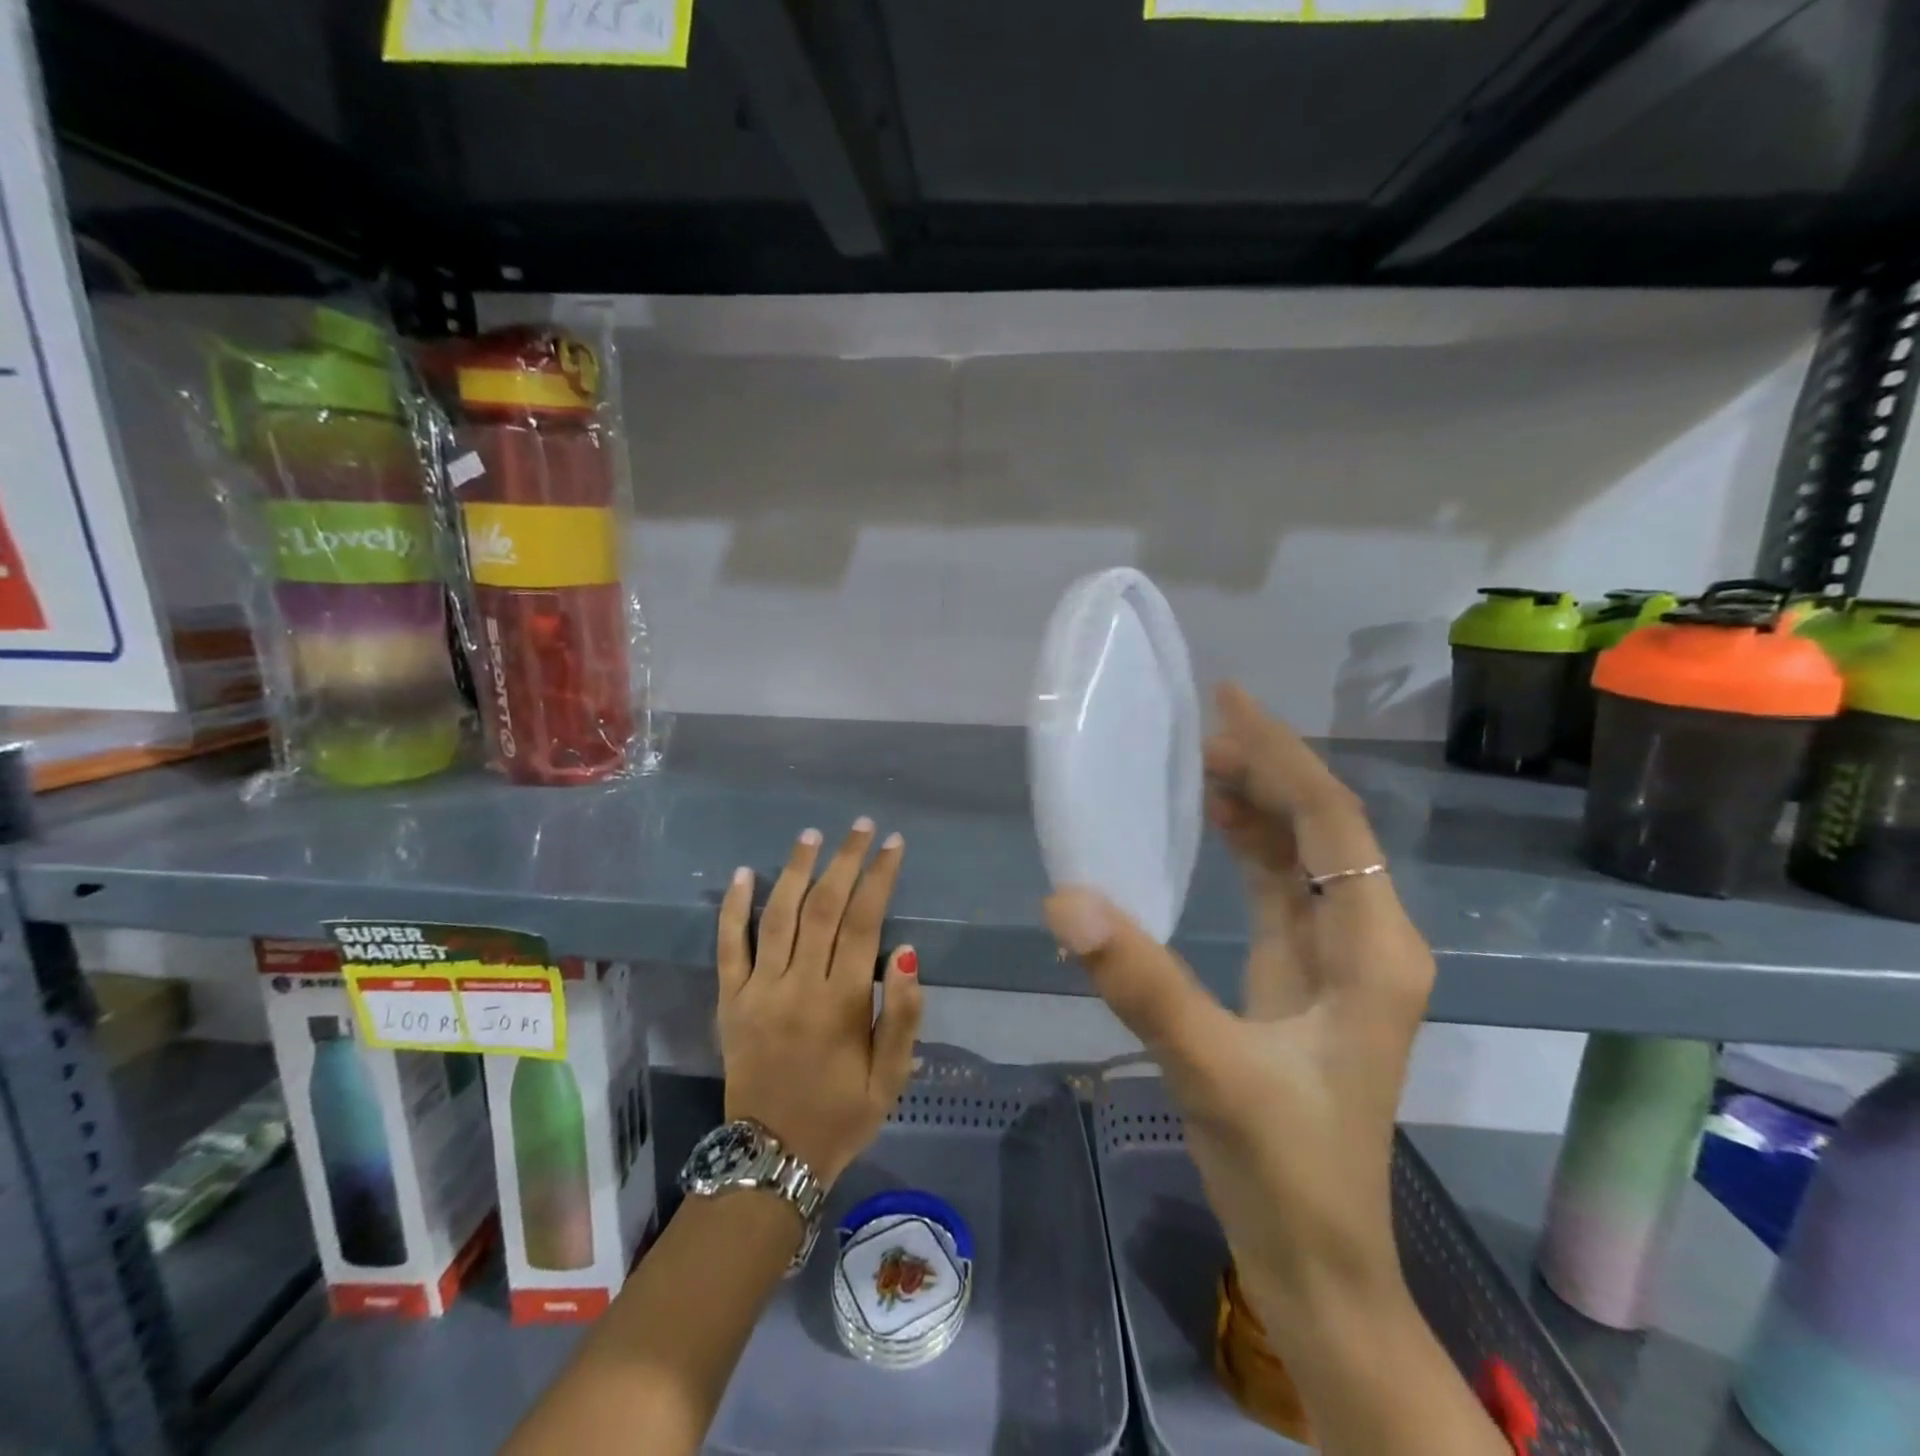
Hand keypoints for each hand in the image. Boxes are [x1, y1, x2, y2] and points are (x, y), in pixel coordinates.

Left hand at [716, 819, 923, 1186]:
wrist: (771, 1158)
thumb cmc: (842, 1115)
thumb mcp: (891, 1078)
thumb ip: (903, 1015)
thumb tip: (906, 952)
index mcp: (841, 1003)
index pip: (865, 922)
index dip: (880, 877)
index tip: (893, 844)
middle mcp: (798, 986)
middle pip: (824, 907)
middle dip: (845, 860)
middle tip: (861, 826)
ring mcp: (758, 991)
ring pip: (779, 915)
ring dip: (797, 869)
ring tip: (812, 834)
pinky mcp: (730, 1001)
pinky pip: (729, 947)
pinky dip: (735, 908)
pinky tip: (746, 873)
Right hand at [1046, 683, 1434, 1329]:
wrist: (1317, 1263)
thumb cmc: (1285, 1172)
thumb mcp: (1212, 1071)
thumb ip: (1141, 982)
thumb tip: (1066, 898)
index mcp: (1373, 950)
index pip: (1332, 824)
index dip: (1283, 756)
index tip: (1231, 702)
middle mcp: (1366, 941)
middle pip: (1324, 829)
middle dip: (1270, 770)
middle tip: (1202, 726)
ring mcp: (1336, 961)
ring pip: (1302, 857)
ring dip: (1260, 804)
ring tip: (1203, 760)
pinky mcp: (1303, 979)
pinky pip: (1279, 890)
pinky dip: (1250, 848)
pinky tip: (1214, 826)